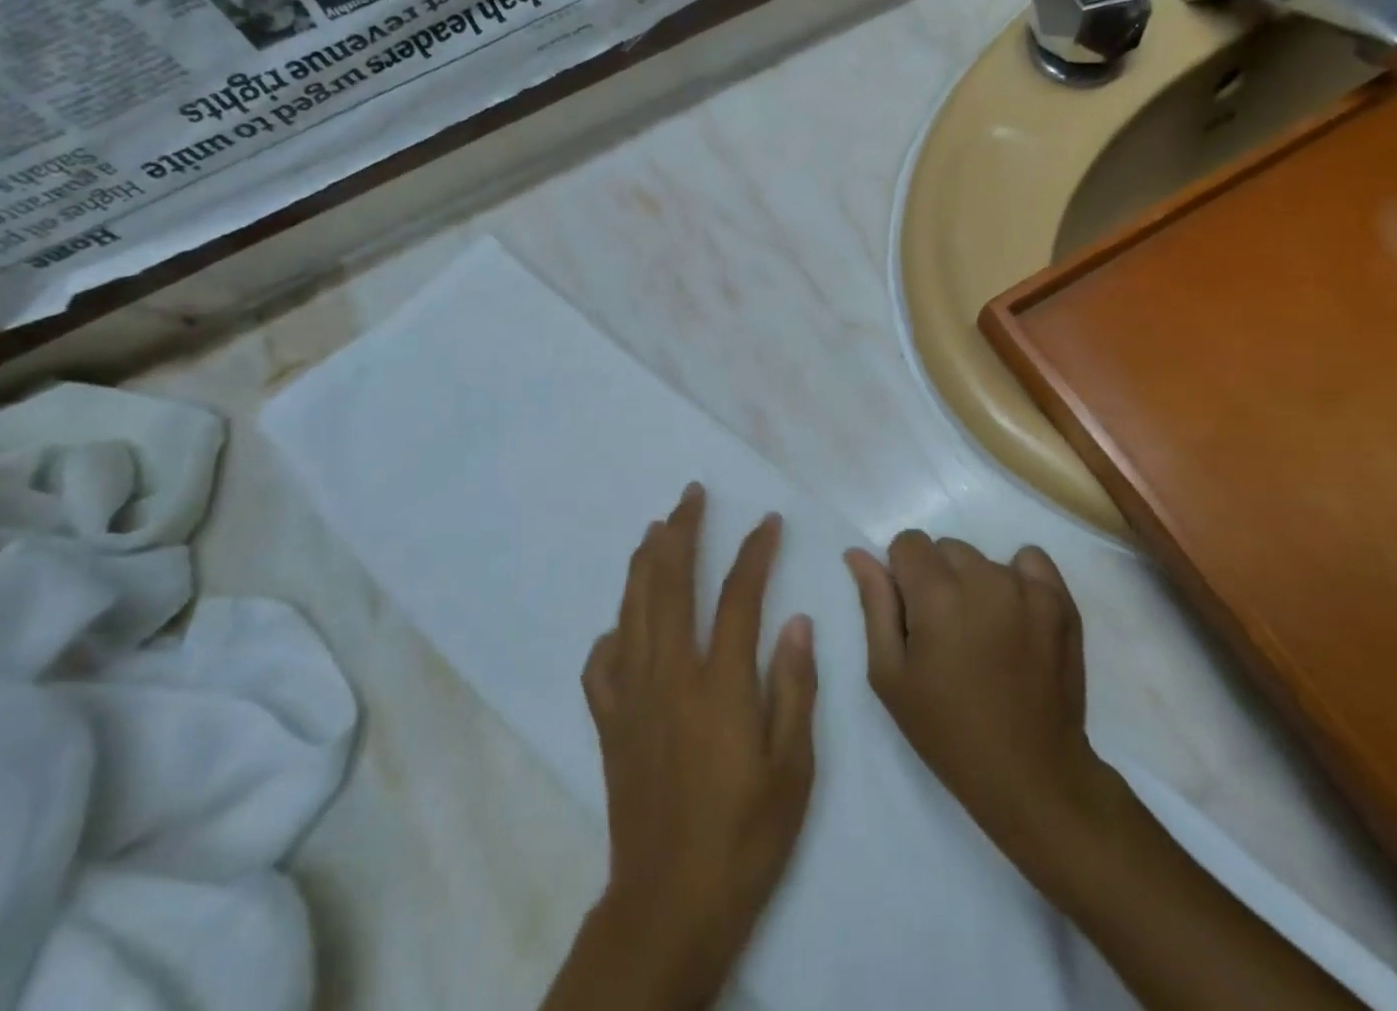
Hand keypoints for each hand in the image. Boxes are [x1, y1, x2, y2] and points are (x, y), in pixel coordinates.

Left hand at [563, 484, 816, 1010]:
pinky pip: (602, 661)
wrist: (671, 903)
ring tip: (657, 527)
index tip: (768, 520)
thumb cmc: (745, 836)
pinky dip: (613, 631)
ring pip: (633, 607)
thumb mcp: (793, 769)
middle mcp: (669, 673)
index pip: (739, 594)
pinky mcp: (609, 721)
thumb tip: (794, 620)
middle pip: (671, 581)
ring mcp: (632, 694)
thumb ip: (793, 687)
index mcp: (719, 682)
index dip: (755, 550)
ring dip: (645, 560)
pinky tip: (623, 622)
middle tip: (692, 494)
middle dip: (683, 529)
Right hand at [845, 532, 1110, 879]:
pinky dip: (1019, 579)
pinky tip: (1016, 617)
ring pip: (984, 560)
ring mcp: (1027, 588)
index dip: (902, 575)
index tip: (911, 614)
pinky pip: (1031, 561)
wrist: (1032, 776)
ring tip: (984, 634)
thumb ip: (875, 604)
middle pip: (945, 549)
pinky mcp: (1060, 602)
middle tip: (946, 632)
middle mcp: (982, 578)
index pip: (908, 543)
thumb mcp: (890, 675)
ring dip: (976, 584)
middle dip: (938, 579)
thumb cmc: (948, 730)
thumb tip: (858, 553)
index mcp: (936, 594)